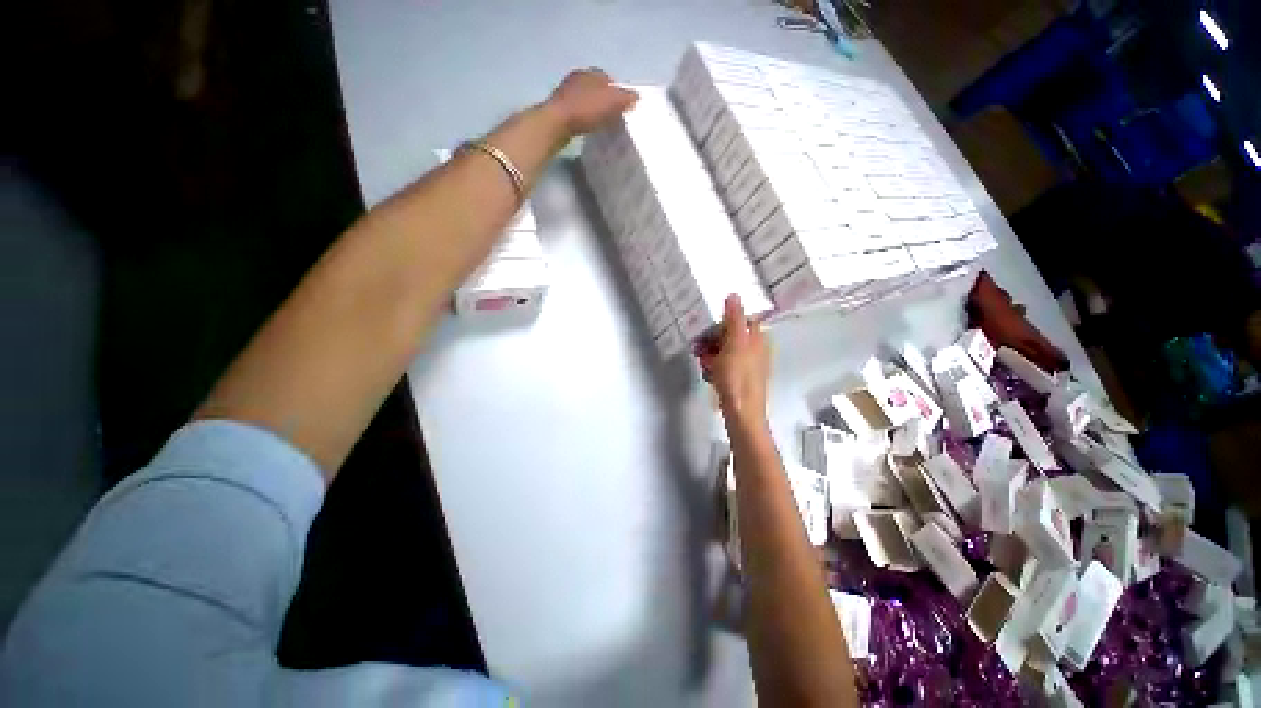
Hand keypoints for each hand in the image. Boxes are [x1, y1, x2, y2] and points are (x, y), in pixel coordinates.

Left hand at [544, 69, 637, 135]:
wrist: (556, 123)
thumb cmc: (585, 109)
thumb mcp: (611, 102)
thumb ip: (625, 98)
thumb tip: (636, 96)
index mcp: (591, 72)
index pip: (609, 79)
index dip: (617, 92)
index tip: (622, 107)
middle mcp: (578, 77)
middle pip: (597, 88)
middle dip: (605, 100)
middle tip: (613, 116)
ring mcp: (566, 92)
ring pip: (586, 98)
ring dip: (594, 108)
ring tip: (602, 123)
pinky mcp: (559, 108)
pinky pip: (577, 110)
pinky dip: (584, 117)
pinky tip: (588, 127)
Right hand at [698, 295, 770, 427]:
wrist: (741, 414)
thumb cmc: (737, 377)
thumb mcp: (734, 343)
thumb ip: (734, 318)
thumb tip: (734, 295)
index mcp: (758, 339)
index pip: (743, 319)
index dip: (725, 320)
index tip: (709, 323)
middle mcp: (755, 350)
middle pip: (731, 336)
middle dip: (713, 339)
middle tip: (699, 346)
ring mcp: (747, 367)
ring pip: (725, 352)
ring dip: (710, 354)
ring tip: (703, 363)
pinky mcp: (738, 380)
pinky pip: (723, 367)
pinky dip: (714, 368)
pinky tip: (709, 375)